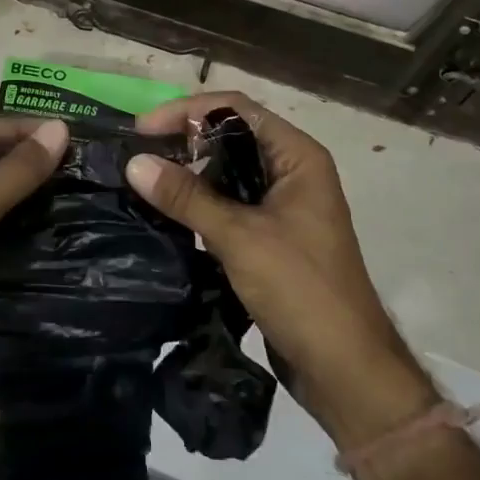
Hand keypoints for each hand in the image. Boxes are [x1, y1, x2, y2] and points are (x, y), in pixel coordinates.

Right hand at [125, 94, 436, 446]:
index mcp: (297, 156)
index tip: (142, 129)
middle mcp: (292, 172)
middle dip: (183, 140)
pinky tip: (166, 212)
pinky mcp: (271, 237)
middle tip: (137, 154)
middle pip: (230, 137)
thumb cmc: (301, 290)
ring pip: (227, 173)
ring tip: (143, 179)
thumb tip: (134, 163)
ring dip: (188, 173)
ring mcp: (283, 206)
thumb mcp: (240, 237)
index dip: (186, 111)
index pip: (235, 109)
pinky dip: (199, 203)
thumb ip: (187, 197)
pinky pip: (229, 205)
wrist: (345, 370)